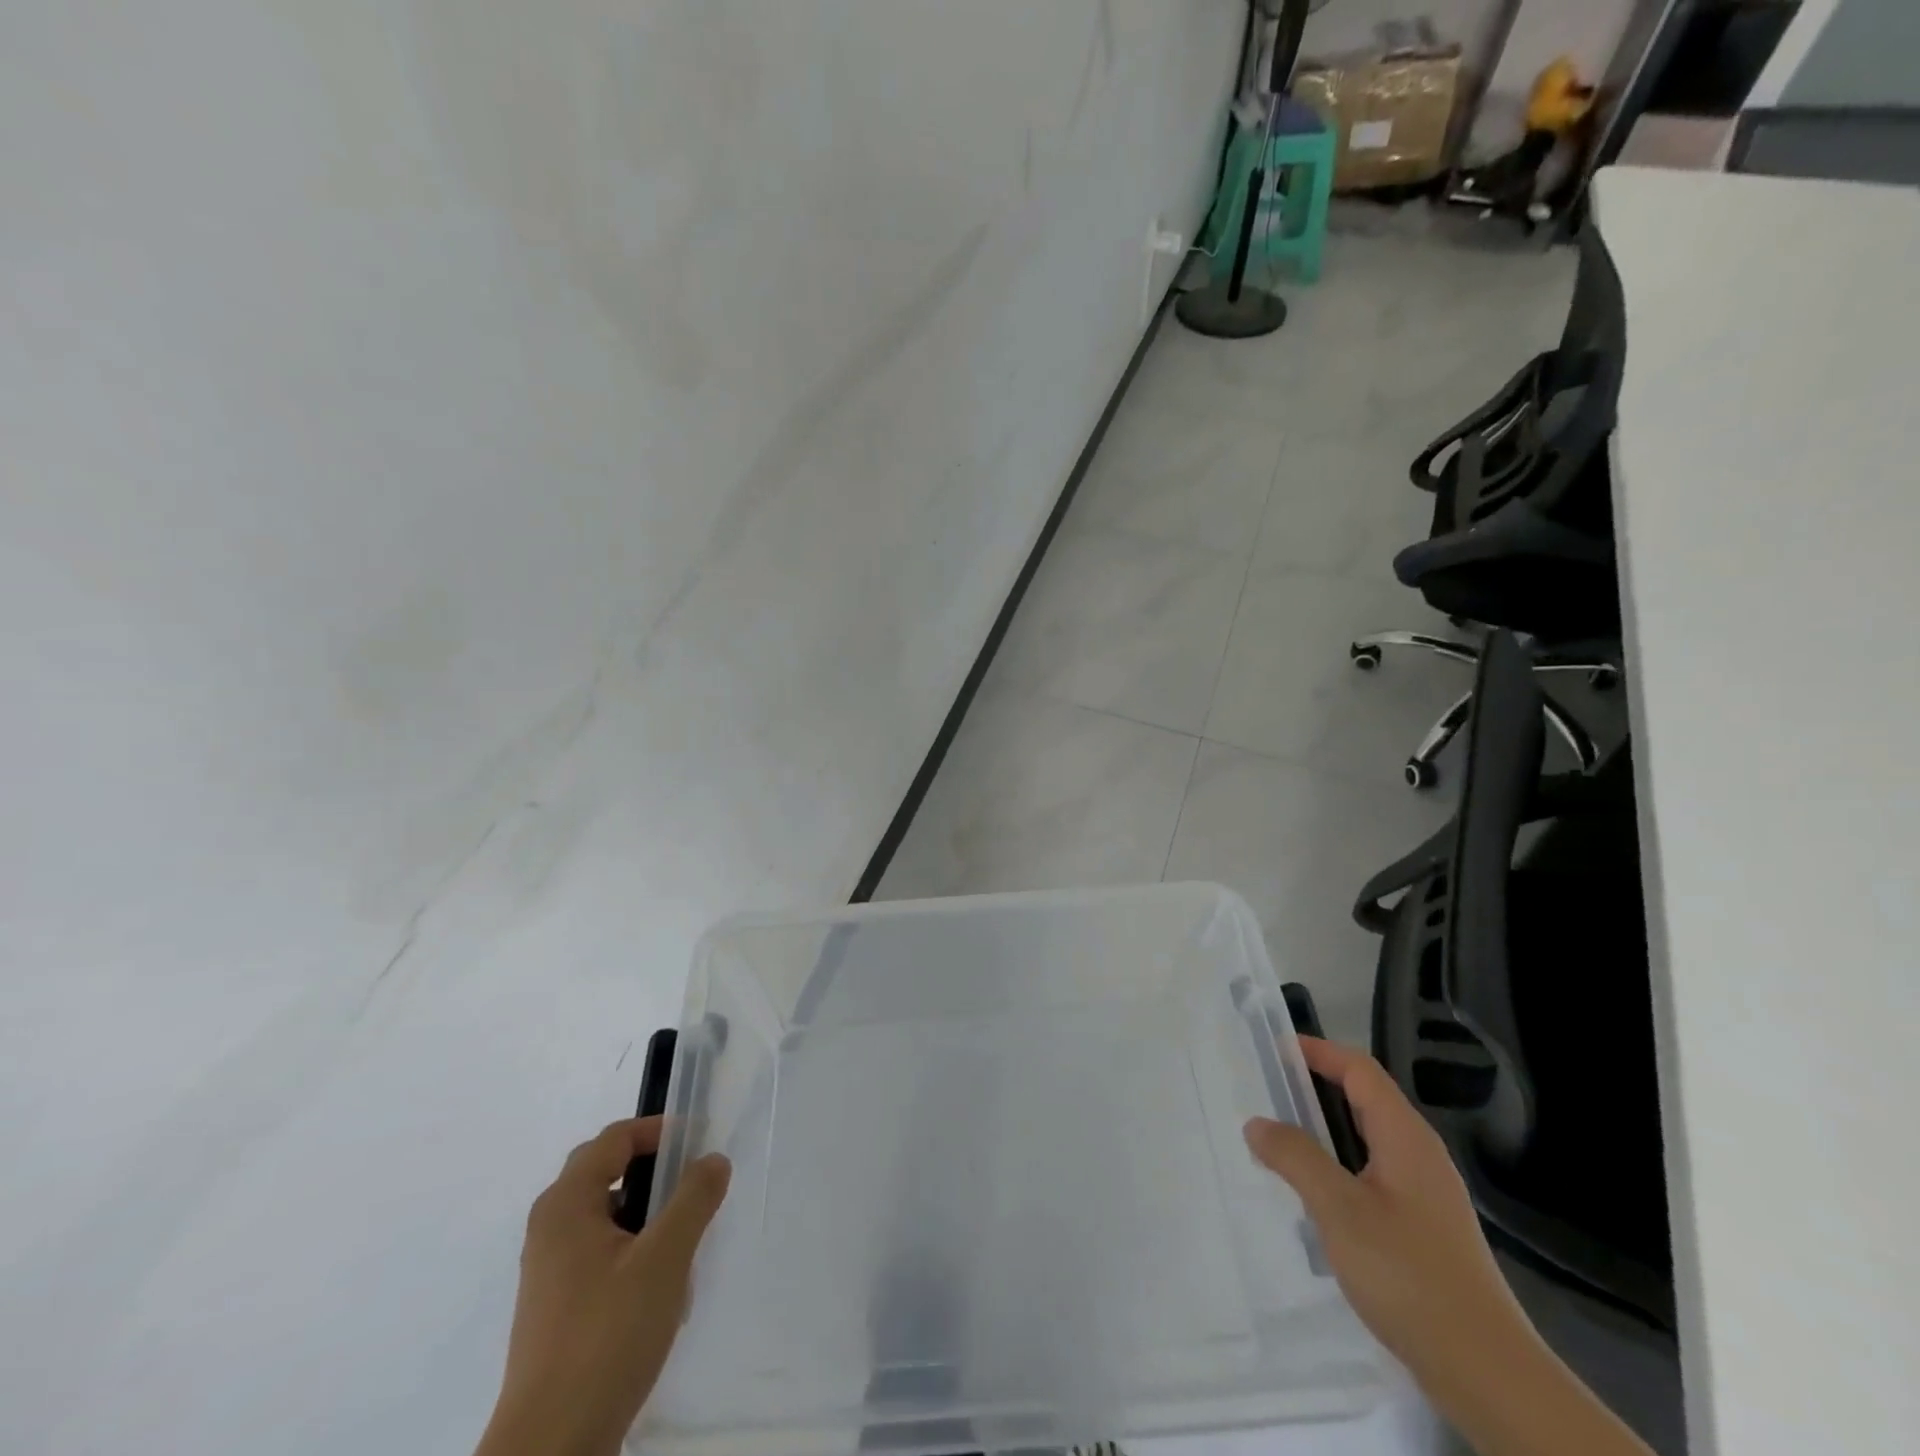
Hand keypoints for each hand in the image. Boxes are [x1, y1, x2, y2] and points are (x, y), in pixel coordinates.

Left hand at [477, 1118, 730, 1455]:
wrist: (552, 1447)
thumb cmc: (607, 1335)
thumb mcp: (665, 1258)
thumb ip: (694, 1198)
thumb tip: (712, 1160)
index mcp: (566, 1205)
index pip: (614, 1140)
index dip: (658, 1131)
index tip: (700, 1141)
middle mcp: (550, 1228)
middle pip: (605, 1172)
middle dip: (653, 1171)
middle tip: (694, 1184)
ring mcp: (549, 1272)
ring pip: (605, 1216)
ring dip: (646, 1213)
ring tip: (684, 1239)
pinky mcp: (555, 1308)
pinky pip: (599, 1253)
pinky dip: (632, 1249)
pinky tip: (660, 1286)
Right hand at [1242, 1038, 1533, 1389]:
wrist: (1487, 1373)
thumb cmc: (1409, 1274)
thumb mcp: (1339, 1209)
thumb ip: (1295, 1157)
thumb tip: (1257, 1123)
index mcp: (1405, 1137)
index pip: (1360, 1070)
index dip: (1318, 1052)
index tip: (1274, 1049)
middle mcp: (1419, 1155)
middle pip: (1364, 1101)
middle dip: (1316, 1090)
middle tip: (1266, 1093)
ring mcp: (1426, 1195)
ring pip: (1367, 1142)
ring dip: (1324, 1133)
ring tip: (1278, 1143)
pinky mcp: (1424, 1230)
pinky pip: (1373, 1177)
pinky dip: (1338, 1169)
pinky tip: (1314, 1198)